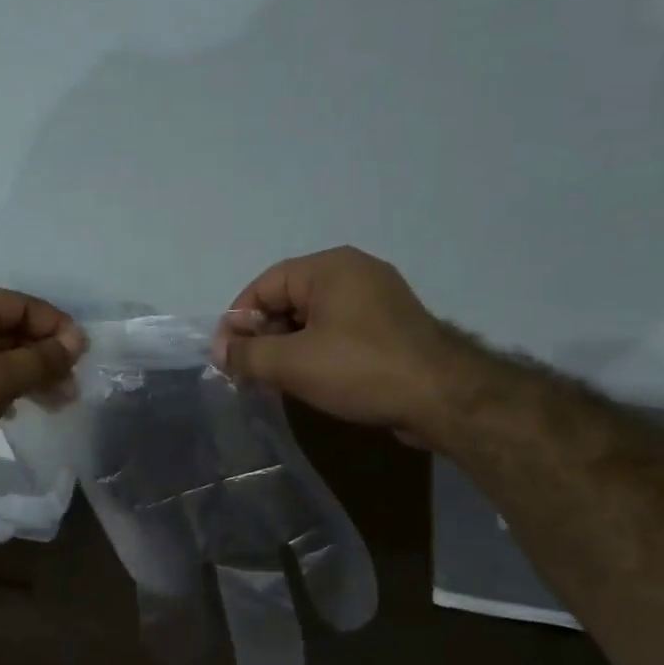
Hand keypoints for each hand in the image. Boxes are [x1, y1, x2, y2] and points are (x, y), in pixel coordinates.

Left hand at [0, 289, 81, 489]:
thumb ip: (38, 360)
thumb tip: (76, 341)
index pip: (18, 304)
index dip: (54, 324)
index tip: (80, 353)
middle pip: (10, 330)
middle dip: (45, 354)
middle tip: (72, 385)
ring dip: (31, 375)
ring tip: (58, 402)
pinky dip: (9, 389)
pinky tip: (23, 409)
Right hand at [212, 247, 470, 439]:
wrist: (442, 397)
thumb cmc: (360, 369)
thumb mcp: (292, 363)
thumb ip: (248, 354)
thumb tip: (221, 352)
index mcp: (330, 267)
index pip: (265, 284)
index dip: (238, 319)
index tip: (226, 357)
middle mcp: (354, 273)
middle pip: (288, 299)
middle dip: (262, 336)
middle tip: (248, 373)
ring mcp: (376, 300)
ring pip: (312, 319)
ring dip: (287, 348)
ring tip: (274, 382)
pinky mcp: (389, 328)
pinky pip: (338, 332)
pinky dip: (315, 353)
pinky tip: (309, 382)